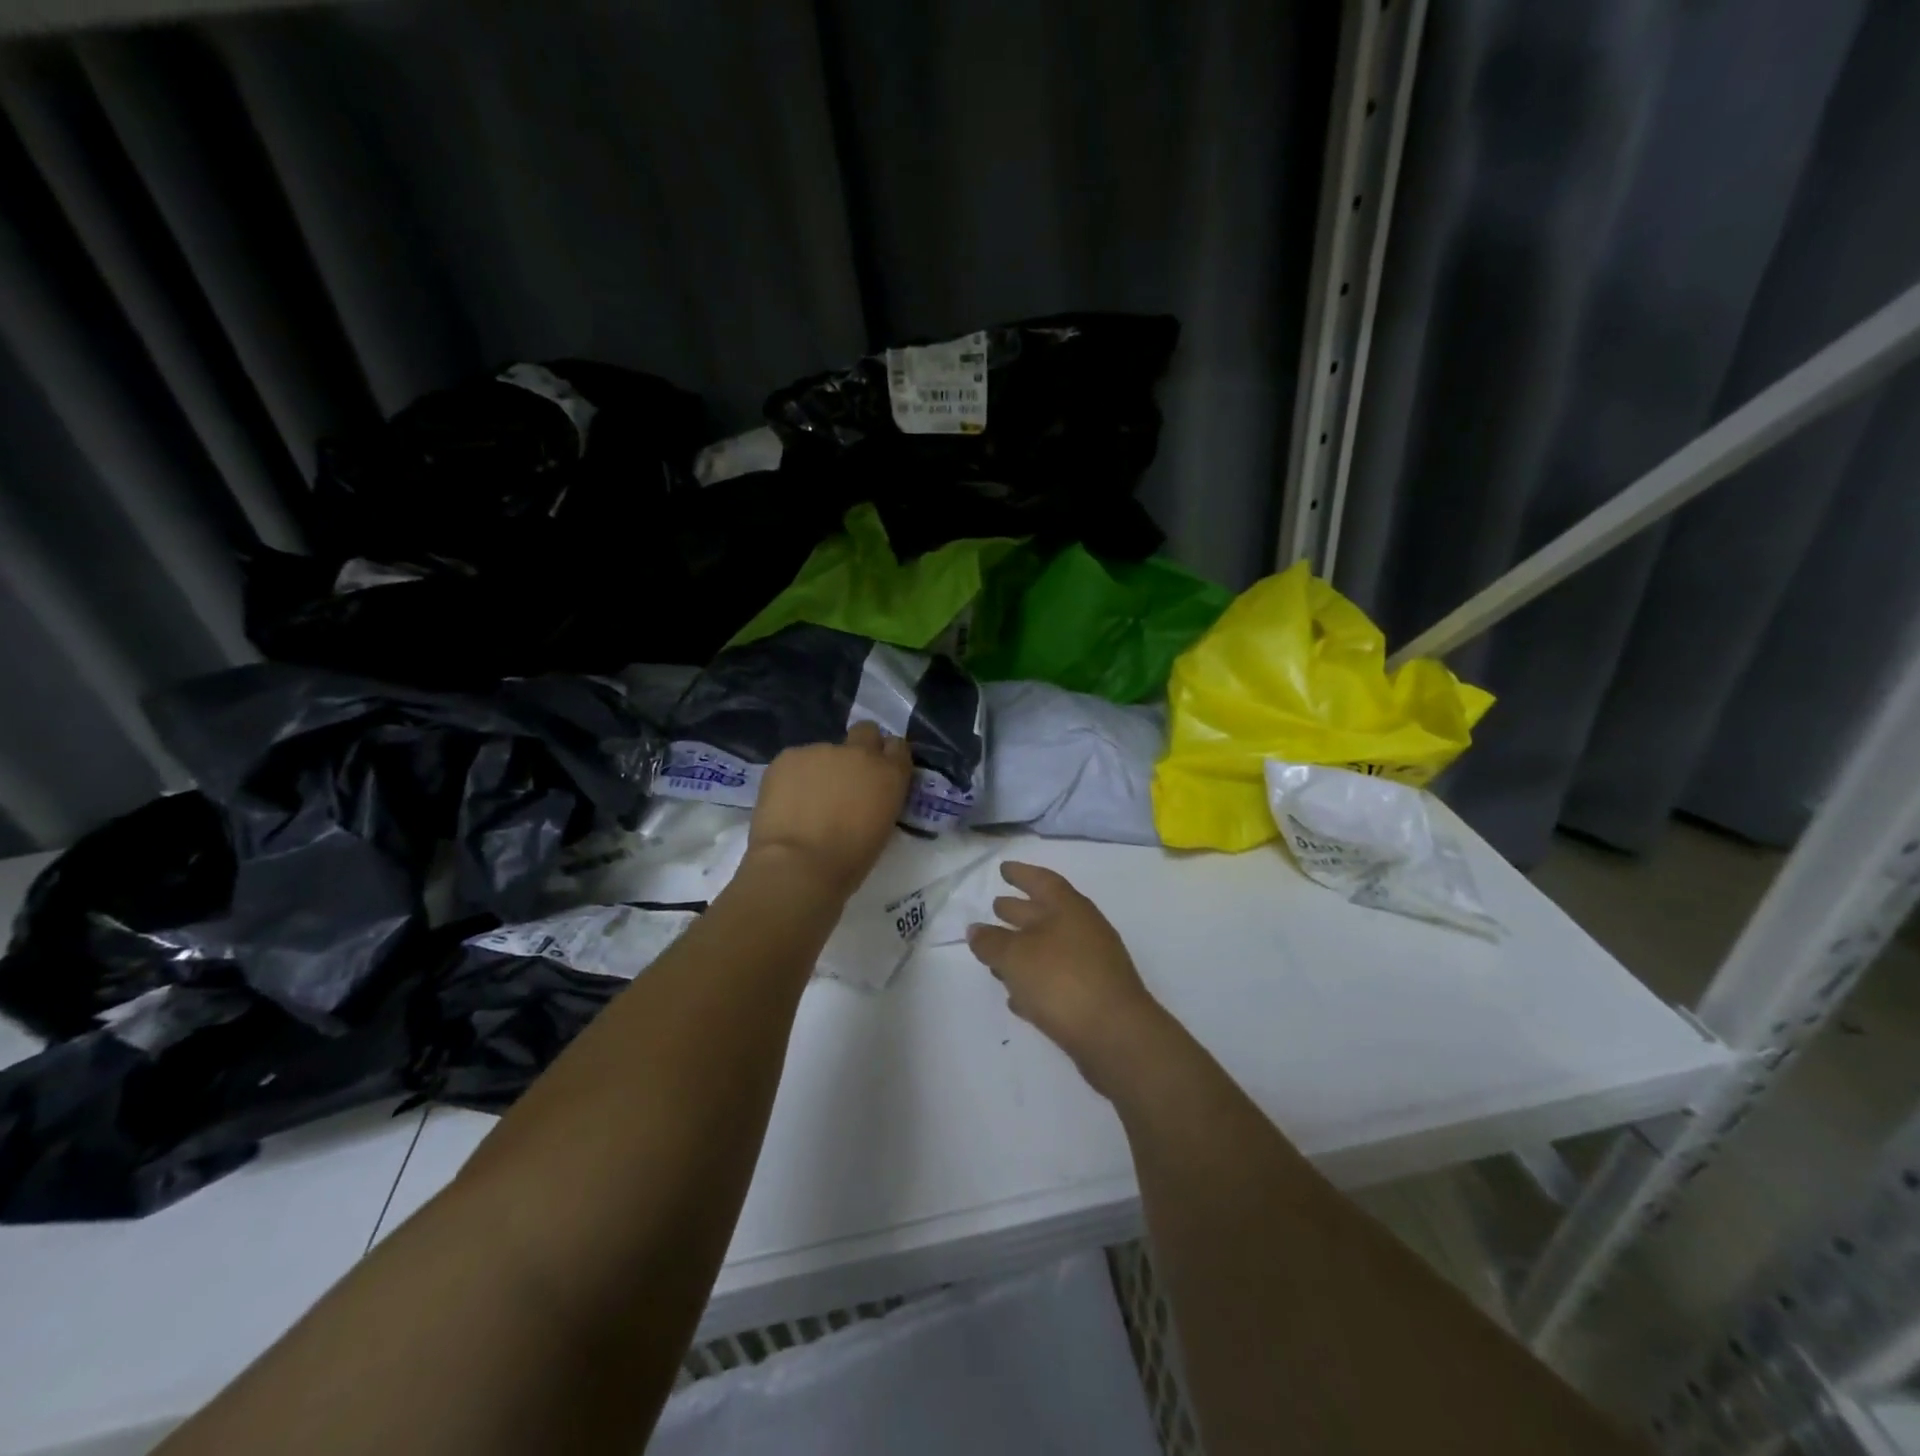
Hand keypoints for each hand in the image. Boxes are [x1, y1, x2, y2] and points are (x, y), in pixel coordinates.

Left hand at [746, 721, 912, 898]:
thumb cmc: (848, 861)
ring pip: (824, 751)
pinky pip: (795, 761)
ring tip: (805, 801)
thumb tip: (864, 796)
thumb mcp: (880, 828)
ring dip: (820, 769)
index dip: (887, 757)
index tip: (877, 773)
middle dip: (859, 747)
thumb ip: (878, 800)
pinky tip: (785, 802)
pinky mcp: (789, 756)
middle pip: (866, 731)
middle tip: (844, 777)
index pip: (898, 747)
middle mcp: (860, 753)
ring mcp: (822, 750)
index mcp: (890, 774)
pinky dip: (793, 777)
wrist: (799, 865)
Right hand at [966, 862, 1169, 1096]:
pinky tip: (1016, 996)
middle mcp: (1082, 930)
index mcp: (1069, 908)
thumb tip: (975, 930)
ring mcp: (1090, 964)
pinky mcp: (1091, 996)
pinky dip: (1035, 981)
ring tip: (995, 955)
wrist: (1116, 1036)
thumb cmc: (1062, 980)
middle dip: (1019, 910)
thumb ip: (991, 942)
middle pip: (1045, 913)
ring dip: (1023, 949)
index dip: (1021, 873)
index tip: (1002, 869)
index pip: (1042, 880)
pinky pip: (1056, 979)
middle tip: (994, 906)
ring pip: (1049, 948)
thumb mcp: (1016, 957)